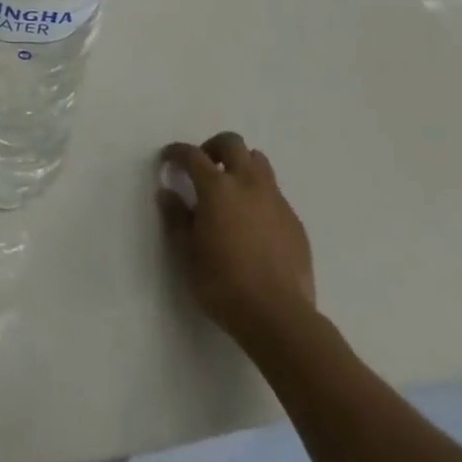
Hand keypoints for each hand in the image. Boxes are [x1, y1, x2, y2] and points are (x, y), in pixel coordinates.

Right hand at [158, 132, 317, 357]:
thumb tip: (167, 192)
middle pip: (232, 143)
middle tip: (204, 167)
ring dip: (241, 165)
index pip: (192, 155)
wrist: (280, 318)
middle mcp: (247, 183)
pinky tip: (254, 222)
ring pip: (259, 162)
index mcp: (217, 188)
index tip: (168, 159)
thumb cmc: (224, 285)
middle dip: (214, 147)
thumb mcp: (187, 254)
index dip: (177, 152)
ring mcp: (275, 200)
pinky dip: (260, 195)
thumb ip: (176, 218)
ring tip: (232, 189)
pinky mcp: (294, 221)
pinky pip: (275, 193)